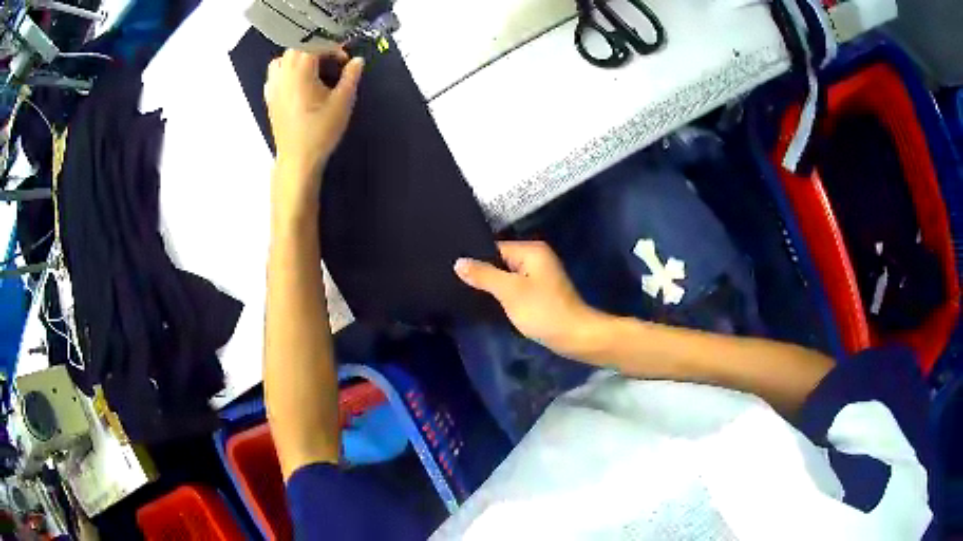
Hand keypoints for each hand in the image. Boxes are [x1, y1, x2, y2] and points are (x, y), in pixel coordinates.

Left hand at [265, 49, 363, 203]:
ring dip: (298, 58)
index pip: (316, 45)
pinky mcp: (270, 98)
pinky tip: (296, 82)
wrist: (298, 160)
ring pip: (283, 59)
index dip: (333, 48)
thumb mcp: (343, 102)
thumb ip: (350, 77)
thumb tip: (357, 61)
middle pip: (298, 48)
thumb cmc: (320, 131)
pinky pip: (274, 74)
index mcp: (301, 72)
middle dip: (316, 50)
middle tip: (332, 63)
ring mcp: (274, 86)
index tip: (345, 60)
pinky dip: (285, 71)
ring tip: (313, 69)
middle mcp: (284, 74)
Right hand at [455, 241, 603, 357]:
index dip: (476, 260)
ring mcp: (539, 275)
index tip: (455, 272)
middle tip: (457, 283)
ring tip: (469, 293)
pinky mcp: (540, 291)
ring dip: (493, 285)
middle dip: (483, 273)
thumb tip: (459, 262)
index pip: (494, 248)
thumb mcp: (510, 291)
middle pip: (500, 261)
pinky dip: (504, 294)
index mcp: (531, 250)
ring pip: (507, 276)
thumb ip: (484, 275)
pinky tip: (490, 303)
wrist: (574, 336)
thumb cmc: (542, 311)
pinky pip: (515, 287)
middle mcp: (536, 257)